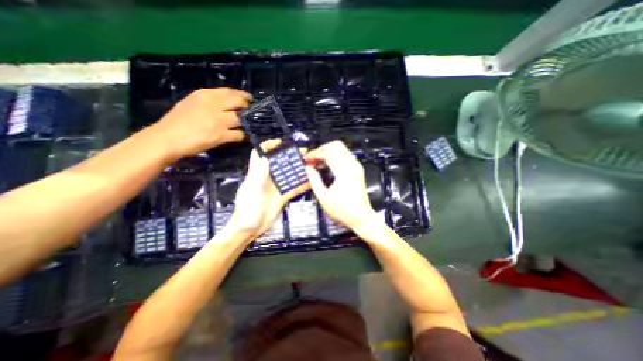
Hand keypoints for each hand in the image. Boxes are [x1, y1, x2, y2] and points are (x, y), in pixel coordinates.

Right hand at [147, 88, 253, 160]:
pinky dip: (244, 135)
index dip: (242, 95)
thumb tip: (226, 103)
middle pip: (239, 103)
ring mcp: (219, 121)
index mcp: (205, 95)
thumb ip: (209, 101)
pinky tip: (245, 136)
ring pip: (241, 118)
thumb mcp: (191, 103)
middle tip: (251, 111)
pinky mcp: (221, 135)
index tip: (248, 98)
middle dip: (247, 107)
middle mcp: (214, 105)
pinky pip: (239, 134)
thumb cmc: (177, 121)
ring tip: (249, 124)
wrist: (168, 138)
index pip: (229, 92)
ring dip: (247, 122)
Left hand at [229, 139, 309, 238]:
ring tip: (309, 165)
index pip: (260, 155)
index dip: (268, 146)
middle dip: (289, 157)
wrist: (249, 229)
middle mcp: (267, 179)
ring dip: (298, 170)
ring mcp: (275, 188)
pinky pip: (293, 189)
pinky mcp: (282, 197)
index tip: (280, 142)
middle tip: (303, 153)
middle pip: (278, 164)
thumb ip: (258, 174)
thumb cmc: (247, 209)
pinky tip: (310, 182)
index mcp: (257, 174)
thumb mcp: (252, 190)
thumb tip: (265, 157)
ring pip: (288, 176)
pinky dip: (301, 185)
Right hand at [304, 141, 377, 231]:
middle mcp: (352, 166)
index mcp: (344, 173)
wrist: (361, 218)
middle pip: (335, 145)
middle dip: (321, 150)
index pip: (328, 152)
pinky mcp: (357, 169)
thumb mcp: (324, 198)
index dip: (315, 154)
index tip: (307, 159)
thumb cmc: (345, 211)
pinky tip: (326, 165)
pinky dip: (333, 156)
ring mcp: (356, 167)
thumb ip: (314, 180)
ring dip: (327, 152)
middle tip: (312, 159)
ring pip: (340, 148)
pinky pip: (344, 155)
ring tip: (317, 162)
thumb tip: (308, 169)